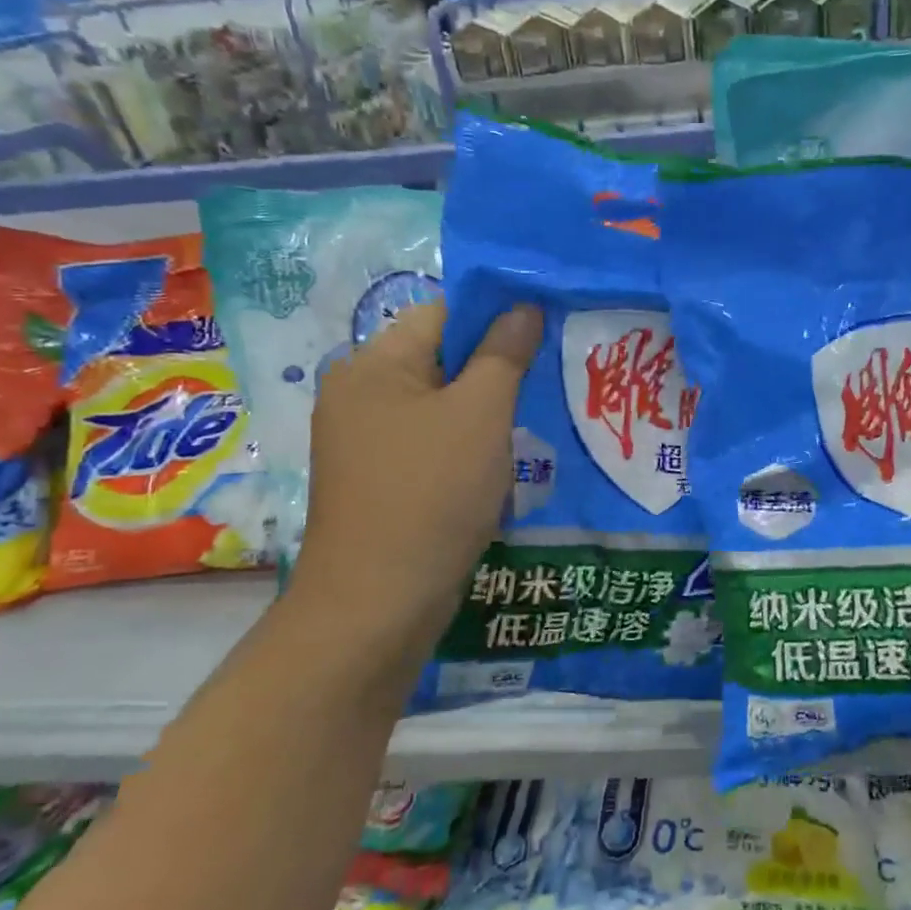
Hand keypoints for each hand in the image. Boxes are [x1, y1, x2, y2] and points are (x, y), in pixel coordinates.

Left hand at [287, 299, 541, 649]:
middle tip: (550, 381)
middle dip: (497, 370)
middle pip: (441, 360)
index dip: (497, 315)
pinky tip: (502, 468)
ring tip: (535, 425)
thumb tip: (523, 306)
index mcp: (373, 365)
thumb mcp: (480, 414)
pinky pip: (432, 445)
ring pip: (441, 407)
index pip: (443, 313)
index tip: (547, 330)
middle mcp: (360, 394)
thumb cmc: (432, 493)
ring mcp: (366, 442)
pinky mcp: (380, 482)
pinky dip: (468, 448)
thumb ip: (504, 354)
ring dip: (487, 414)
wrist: (379, 603)